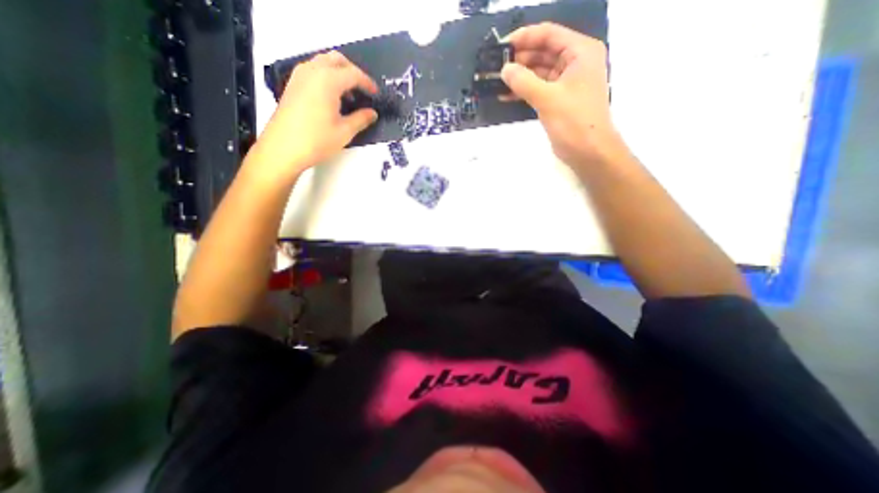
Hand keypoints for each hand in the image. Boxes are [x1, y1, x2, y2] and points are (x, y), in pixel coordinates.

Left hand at [252, 51, 379, 177]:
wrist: (283, 148)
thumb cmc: (317, 140)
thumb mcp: (345, 132)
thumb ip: (361, 119)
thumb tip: (372, 113)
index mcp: (328, 81)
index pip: (353, 74)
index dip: (368, 83)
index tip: (376, 94)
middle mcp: (312, 71)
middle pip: (337, 60)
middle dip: (353, 72)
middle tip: (363, 90)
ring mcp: (300, 76)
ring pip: (323, 62)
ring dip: (339, 73)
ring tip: (349, 95)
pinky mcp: (293, 85)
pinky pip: (313, 71)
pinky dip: (326, 77)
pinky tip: (332, 98)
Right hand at [502, 24, 623, 168]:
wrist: (588, 151)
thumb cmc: (574, 121)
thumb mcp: (548, 98)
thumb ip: (524, 82)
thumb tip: (504, 69)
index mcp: (580, 52)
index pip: (549, 35)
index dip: (524, 38)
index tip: (501, 46)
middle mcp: (575, 62)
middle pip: (543, 52)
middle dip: (520, 59)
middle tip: (496, 67)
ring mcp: (567, 83)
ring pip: (539, 72)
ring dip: (520, 77)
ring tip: (498, 82)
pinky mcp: (559, 100)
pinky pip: (539, 88)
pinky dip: (524, 91)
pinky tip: (507, 95)